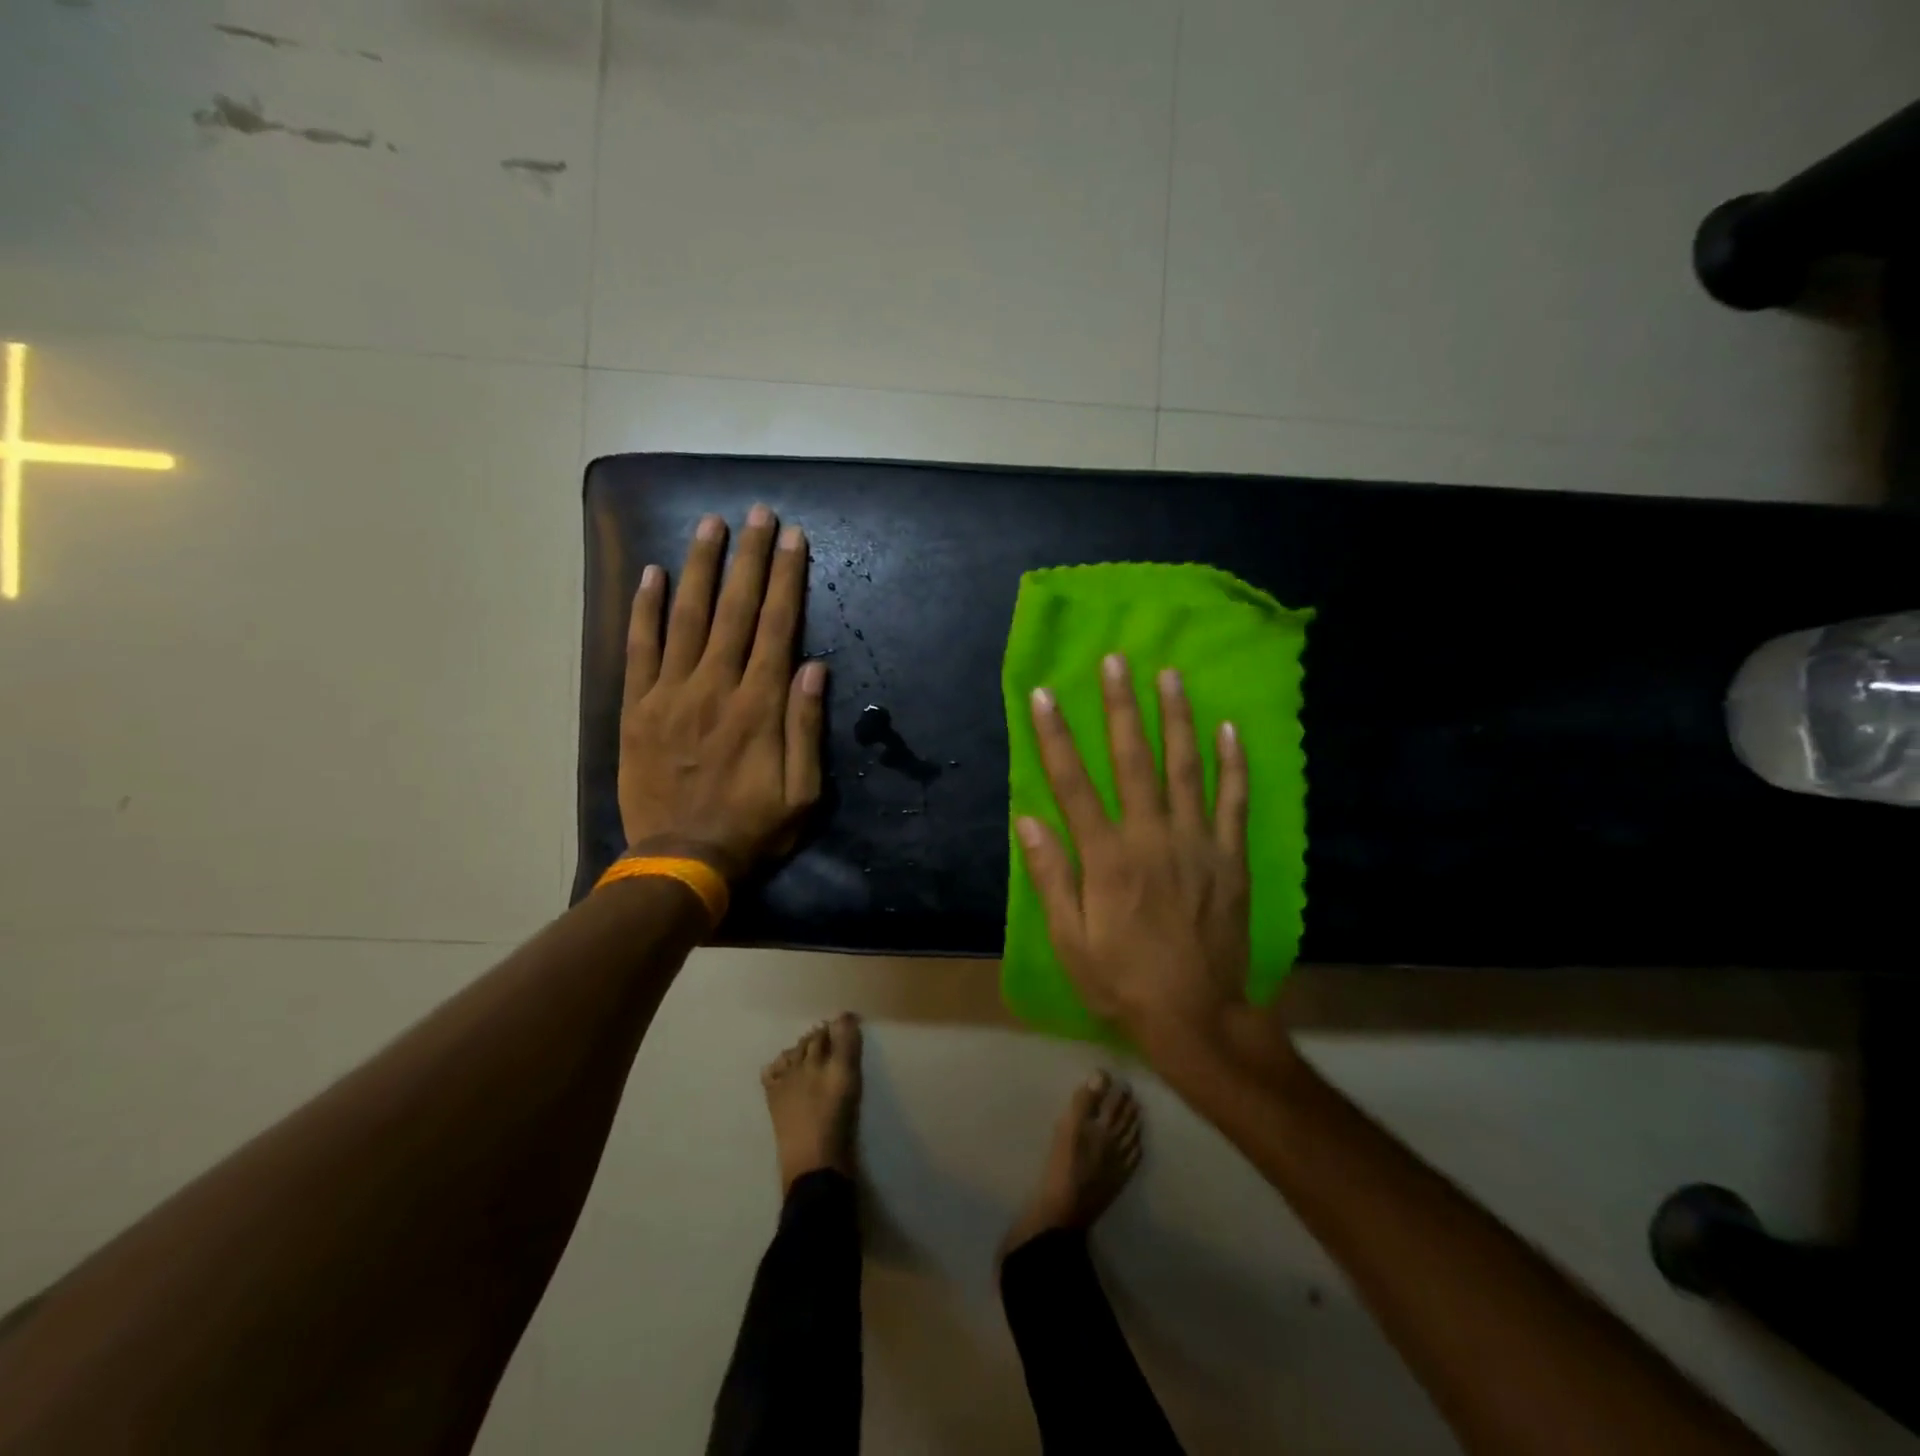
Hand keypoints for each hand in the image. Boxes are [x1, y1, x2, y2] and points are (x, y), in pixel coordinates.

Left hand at [617, 506, 826, 878]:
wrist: (681, 859)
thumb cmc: (752, 828)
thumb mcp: (803, 791)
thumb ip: (806, 726)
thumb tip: (814, 666)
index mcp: (759, 705)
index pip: (777, 627)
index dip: (787, 579)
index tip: (793, 538)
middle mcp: (715, 687)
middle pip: (736, 610)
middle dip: (750, 558)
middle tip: (757, 513)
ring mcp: (671, 694)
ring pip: (687, 617)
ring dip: (700, 568)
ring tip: (711, 526)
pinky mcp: (638, 708)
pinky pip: (639, 648)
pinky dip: (644, 609)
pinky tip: (652, 574)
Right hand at [1016, 654, 1269, 1054]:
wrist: (1197, 1017)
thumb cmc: (1123, 980)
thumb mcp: (1070, 941)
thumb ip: (1052, 877)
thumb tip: (1030, 820)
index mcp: (1107, 858)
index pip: (1073, 784)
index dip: (1056, 737)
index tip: (1045, 695)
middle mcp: (1152, 838)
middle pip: (1133, 760)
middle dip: (1121, 707)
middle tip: (1116, 661)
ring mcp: (1197, 844)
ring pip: (1186, 768)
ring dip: (1176, 718)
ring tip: (1169, 675)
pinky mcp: (1230, 858)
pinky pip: (1234, 801)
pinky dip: (1232, 764)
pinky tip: (1228, 729)